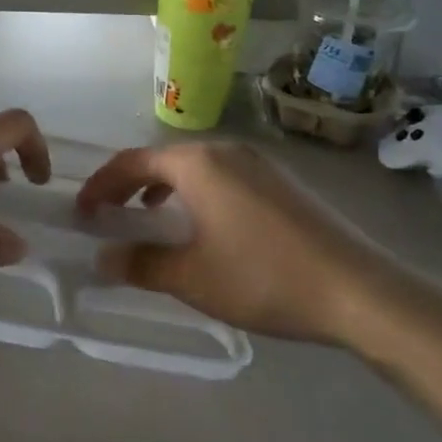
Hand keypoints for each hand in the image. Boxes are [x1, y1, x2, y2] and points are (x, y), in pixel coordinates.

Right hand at [75, 142, 402, 344]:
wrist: (360, 290)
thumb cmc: (264, 278)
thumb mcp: (192, 277)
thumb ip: (141, 263)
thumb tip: (103, 257)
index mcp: (197, 164)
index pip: (132, 163)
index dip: (101, 185)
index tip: (82, 211)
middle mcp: (225, 150)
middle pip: (163, 159)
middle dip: (129, 184)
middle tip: (109, 212)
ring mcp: (259, 163)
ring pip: (195, 166)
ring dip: (163, 187)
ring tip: (149, 215)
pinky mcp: (282, 182)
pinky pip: (222, 175)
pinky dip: (196, 191)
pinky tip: (204, 223)